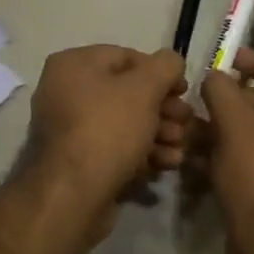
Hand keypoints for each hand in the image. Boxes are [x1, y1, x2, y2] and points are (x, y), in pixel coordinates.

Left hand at [23, 45, 187, 213]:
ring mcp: (70, 128)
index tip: (184, 92)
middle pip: (127, 93)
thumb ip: (164, 66)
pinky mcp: (79, 161)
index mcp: (73, 65)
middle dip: (163, 109)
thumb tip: (171, 61)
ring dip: (159, 132)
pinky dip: (142, 152)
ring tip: (181, 147)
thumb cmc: (107, 129)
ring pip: (125, 122)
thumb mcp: (144, 89)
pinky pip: (115, 147)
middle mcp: (66, 91)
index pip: (126, 57)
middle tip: (186, 123)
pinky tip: (167, 164)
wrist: (72, 196)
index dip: (161, 72)